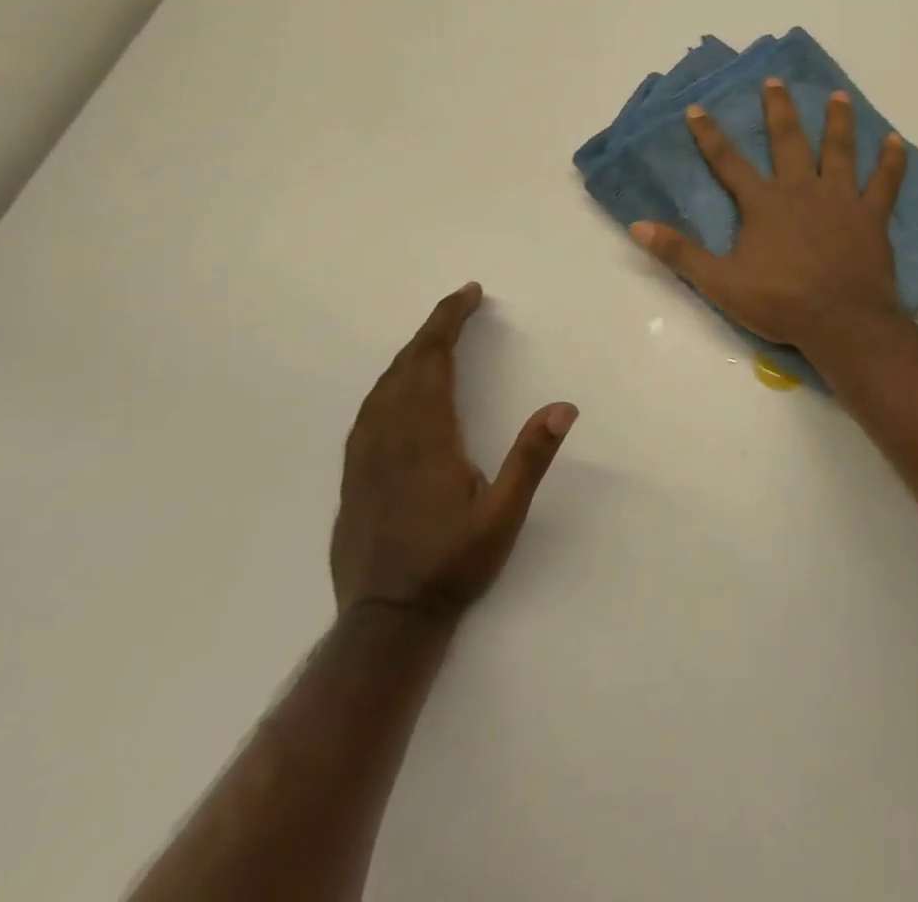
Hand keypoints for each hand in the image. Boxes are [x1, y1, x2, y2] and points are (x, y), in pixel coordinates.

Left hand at [330, 284, 576, 618]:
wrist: (385, 621)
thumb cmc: (451, 564)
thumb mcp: (504, 515)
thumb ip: (531, 458)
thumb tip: (563, 406)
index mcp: (426, 437)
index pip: (433, 361)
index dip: (448, 322)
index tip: (469, 294)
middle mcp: (389, 436)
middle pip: (406, 365)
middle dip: (433, 328)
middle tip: (460, 305)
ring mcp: (365, 456)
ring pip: (383, 386)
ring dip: (410, 353)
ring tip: (435, 338)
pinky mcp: (354, 475)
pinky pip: (370, 409)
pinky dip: (390, 382)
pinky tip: (398, 388)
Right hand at [630, 78, 908, 350]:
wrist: (840, 320)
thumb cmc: (779, 302)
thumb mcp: (720, 282)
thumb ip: (680, 253)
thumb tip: (638, 226)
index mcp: (764, 203)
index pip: (729, 163)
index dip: (710, 135)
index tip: (698, 108)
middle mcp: (801, 190)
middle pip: (788, 141)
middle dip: (778, 110)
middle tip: (775, 81)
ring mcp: (840, 199)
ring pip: (839, 150)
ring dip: (837, 121)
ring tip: (838, 96)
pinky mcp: (871, 215)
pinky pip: (885, 182)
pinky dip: (893, 161)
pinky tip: (897, 141)